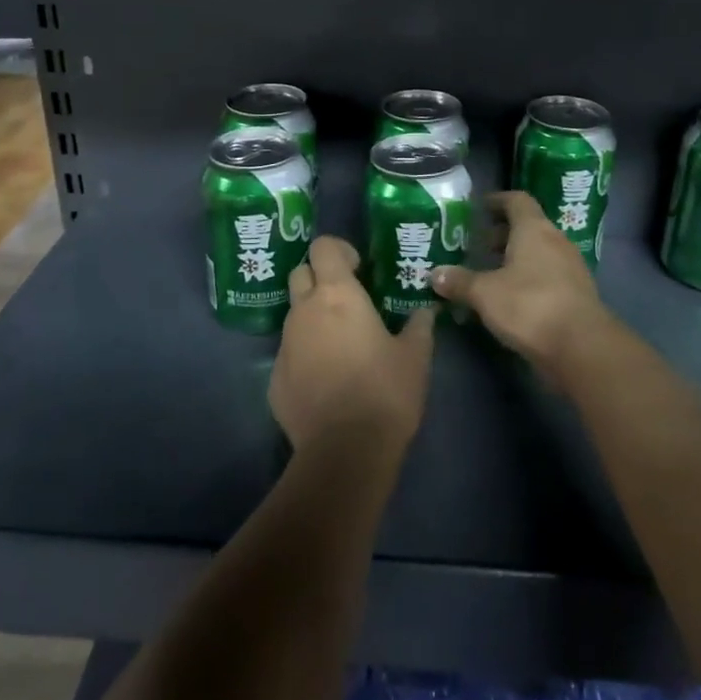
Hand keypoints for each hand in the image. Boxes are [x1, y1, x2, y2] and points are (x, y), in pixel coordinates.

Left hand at [270, 236, 434, 459]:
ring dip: (313, 318)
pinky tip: (327, 380)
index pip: (322, 247)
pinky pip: (289, 353)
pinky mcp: (274, 379)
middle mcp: (303, 311)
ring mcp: (284, 345)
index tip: (359, 268)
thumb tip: (425, 311)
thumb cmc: (385, 392)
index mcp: (336, 295)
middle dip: (319, 278)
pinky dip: (305, 355)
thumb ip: (419, 326)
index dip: (338, 250)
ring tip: (341, 344)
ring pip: (294, 315)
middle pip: (300, 273)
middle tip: (347, 300)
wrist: (345, 452)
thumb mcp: (416, 356)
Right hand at [430, 192, 610, 377]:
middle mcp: (556, 241)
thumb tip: (435, 273)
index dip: (497, 201)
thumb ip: (460, 281)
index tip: (478, 208)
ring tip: (489, 275)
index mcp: (534, 229)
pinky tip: (510, 299)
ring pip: (539, 253)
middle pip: (528, 227)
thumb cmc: (530, 306)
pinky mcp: (577, 294)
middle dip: (501, 235)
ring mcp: (571, 268)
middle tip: (476, 247)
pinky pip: (548, 276)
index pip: (517, 200)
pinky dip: (528, 280)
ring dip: (515, 259)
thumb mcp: (485, 293)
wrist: (582, 347)